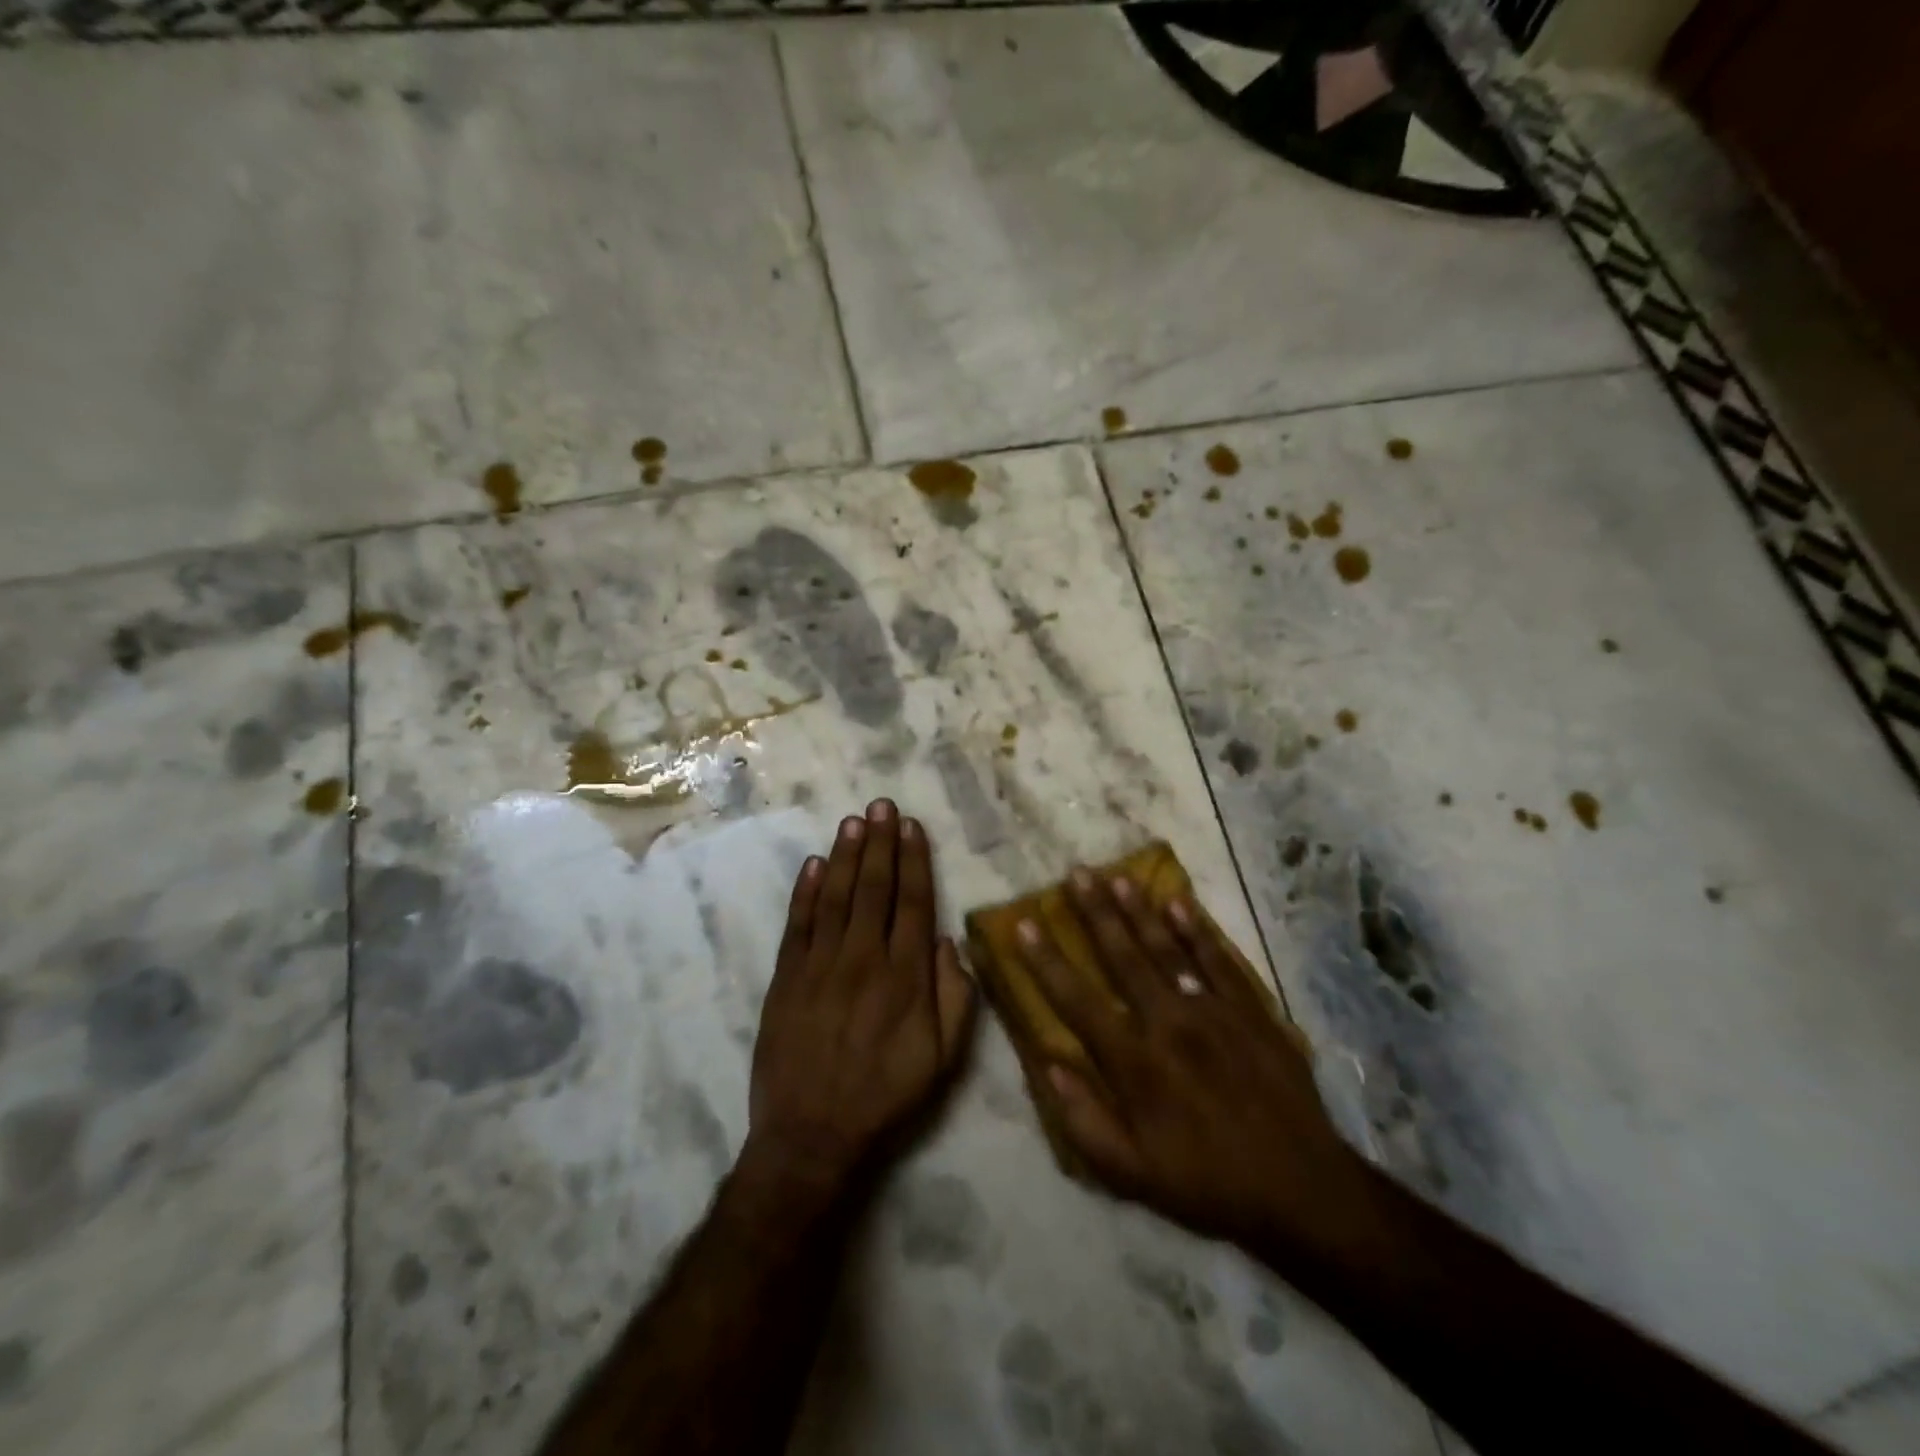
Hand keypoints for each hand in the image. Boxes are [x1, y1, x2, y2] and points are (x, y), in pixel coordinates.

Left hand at [744, 799, 976, 1198]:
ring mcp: (820, 966)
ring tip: (853, 821)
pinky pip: (797, 924)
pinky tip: (812, 864)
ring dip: (845, 856)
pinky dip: (804, 892)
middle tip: (881, 805)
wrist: (812, 1136)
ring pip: (835, 897)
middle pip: (874, 888)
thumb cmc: (886, 1097)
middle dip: (879, 843)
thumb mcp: (943, 1060)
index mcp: (905, 977)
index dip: (914, 860)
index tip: (911, 826)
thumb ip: (955, 998)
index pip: (914, 903)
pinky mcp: (785, 978)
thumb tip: (950, 942)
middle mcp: (863, 959)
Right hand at [1007, 870, 1384, 1260]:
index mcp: (1135, 1063)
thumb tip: (1048, 1065)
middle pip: (1123, 957)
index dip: (1046, 961)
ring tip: (1117, 876)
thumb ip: (1084, 1120)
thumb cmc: (1207, 1183)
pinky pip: (1218, 959)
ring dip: (1139, 910)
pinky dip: (1197, 929)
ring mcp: (1213, 1011)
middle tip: (1077, 873)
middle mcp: (1169, 1023)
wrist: (1302, 1189)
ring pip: (1167, 948)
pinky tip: (1179, 902)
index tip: (1024, 924)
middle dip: (1096, 913)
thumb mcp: (1132, 1175)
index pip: (1077, 1000)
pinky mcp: (1250, 1010)